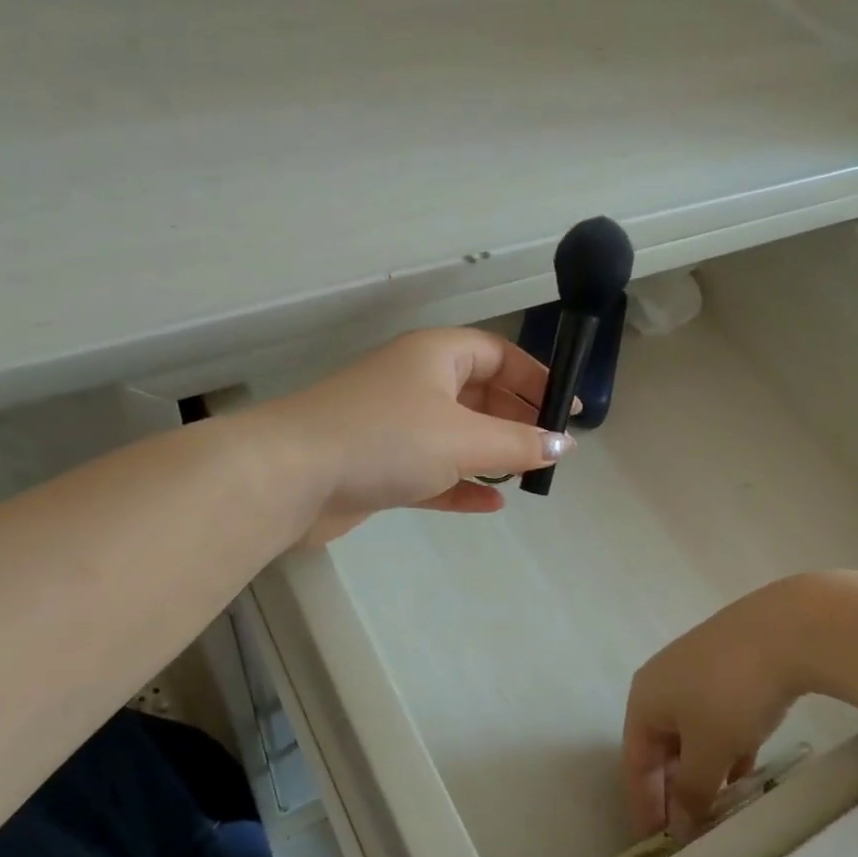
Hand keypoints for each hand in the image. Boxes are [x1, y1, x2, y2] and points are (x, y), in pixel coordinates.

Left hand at [264, 328, 571, 543]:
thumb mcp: (463, 437)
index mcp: (436, 356)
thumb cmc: (386, 439)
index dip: (536, 377)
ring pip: (456, 435)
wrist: (291, 477)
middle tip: (550, 448)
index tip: (566, 410)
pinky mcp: (380, 466)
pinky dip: (461, 483)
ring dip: (491, 453)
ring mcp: (395, 426)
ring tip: (527, 475)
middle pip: (479, 394)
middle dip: (517, 418)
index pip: (498, 354)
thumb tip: (562, 445)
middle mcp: (415, 383)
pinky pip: (433, 471)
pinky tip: (491, 502)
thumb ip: (518, 443)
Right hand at [623, 579, 814, 837]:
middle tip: (692, 831)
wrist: (785, 629)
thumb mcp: (709, 751)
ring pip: (692, 733)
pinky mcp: (729, 666)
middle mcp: (661, 682)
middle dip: (675, 790)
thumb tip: (680, 829)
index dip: (644, 805)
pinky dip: (725, 748)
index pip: (634, 762)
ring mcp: (696, 671)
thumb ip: (692, 792)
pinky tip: (744, 771)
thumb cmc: (731, 693)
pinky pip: (716, 717)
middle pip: (661, 747)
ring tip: (721, 809)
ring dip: (703, 772)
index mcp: (643, 699)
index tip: (656, 846)